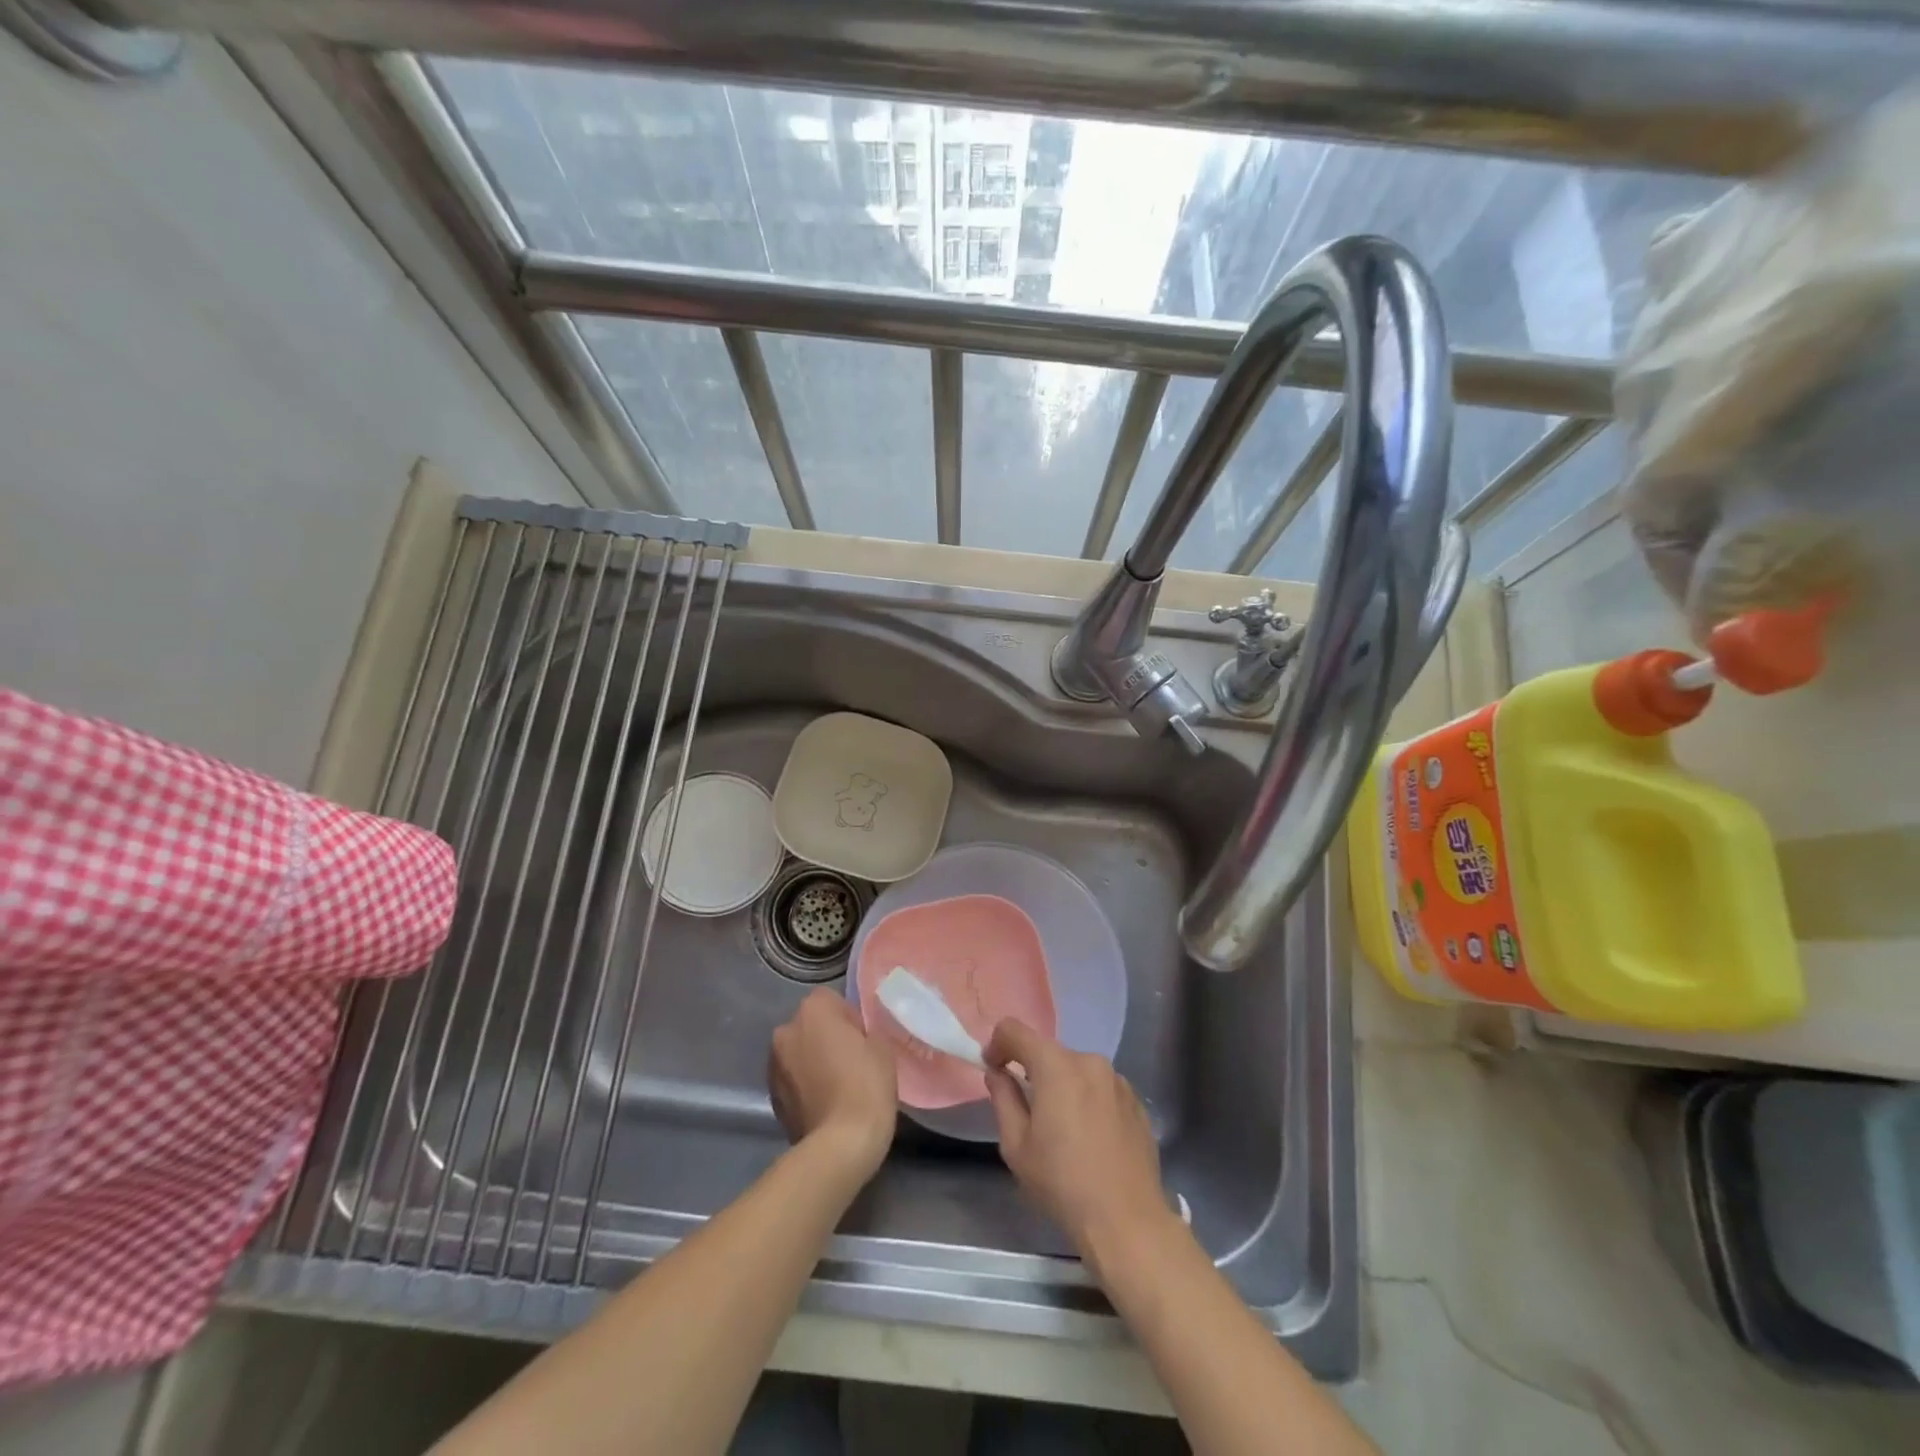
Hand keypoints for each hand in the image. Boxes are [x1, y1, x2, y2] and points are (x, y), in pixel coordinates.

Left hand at [769, 990, 897, 1179]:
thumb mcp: (882, 1047)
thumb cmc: (866, 1085)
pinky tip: (825, 1104)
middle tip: (851, 1061)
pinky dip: (804, 1086)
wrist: (839, 1145)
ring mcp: (773, 1065)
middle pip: (810, 1025)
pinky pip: (792, 1080)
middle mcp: (785, 1030)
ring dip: (812, 1061)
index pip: (831, 1000)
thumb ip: (865, 1031)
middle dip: (826, 1038)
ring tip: (837, 1086)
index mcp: (813, 1010)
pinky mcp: (771, 1097)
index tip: (863, 1041)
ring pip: (798, 1053)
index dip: (849, 1018)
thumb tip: (855, 1036)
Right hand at [983, 1020, 1170, 1266]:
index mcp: (1056, 1066)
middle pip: (1049, 1053)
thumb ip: (1003, 1099)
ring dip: (1062, 1086)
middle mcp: (1089, 1061)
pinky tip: (1090, 1138)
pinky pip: (1101, 1088)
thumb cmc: (1062, 1183)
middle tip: (1027, 1110)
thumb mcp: (1017, 1146)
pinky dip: (1088, 1100)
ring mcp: (1118, 1080)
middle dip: (1033, 1072)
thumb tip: (998, 1073)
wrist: (1127, 1221)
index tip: (993, 1069)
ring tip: (1062, 1129)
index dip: (998, 1044)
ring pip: (1077, 1070)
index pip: (1015, 1031)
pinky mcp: (1136, 1101)